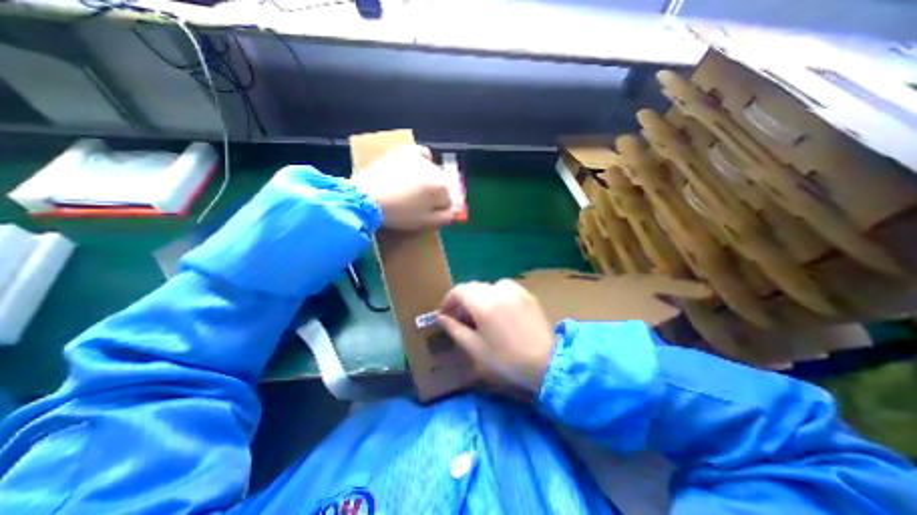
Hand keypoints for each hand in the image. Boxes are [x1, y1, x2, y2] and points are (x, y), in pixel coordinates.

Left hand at [353, 147, 453, 230]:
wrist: (367, 198)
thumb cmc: (398, 214)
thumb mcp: (424, 222)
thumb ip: (444, 217)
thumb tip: (455, 212)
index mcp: (440, 188)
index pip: (448, 200)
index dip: (439, 208)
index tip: (428, 213)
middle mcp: (435, 170)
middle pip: (441, 185)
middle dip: (434, 194)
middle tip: (418, 202)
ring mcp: (420, 159)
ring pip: (433, 171)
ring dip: (429, 180)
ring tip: (413, 188)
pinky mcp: (405, 152)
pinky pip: (422, 153)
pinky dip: (423, 160)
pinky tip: (417, 168)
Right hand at [439, 280, 559, 392]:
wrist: (547, 363)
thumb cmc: (506, 360)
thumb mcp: (475, 348)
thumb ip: (454, 329)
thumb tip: (439, 317)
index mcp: (483, 304)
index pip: (459, 290)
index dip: (448, 300)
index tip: (445, 314)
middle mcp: (498, 290)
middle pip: (473, 287)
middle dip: (462, 300)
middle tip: (460, 318)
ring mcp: (515, 290)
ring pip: (488, 286)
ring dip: (479, 297)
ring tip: (480, 315)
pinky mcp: (526, 294)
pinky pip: (504, 288)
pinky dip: (495, 295)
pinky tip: (499, 311)